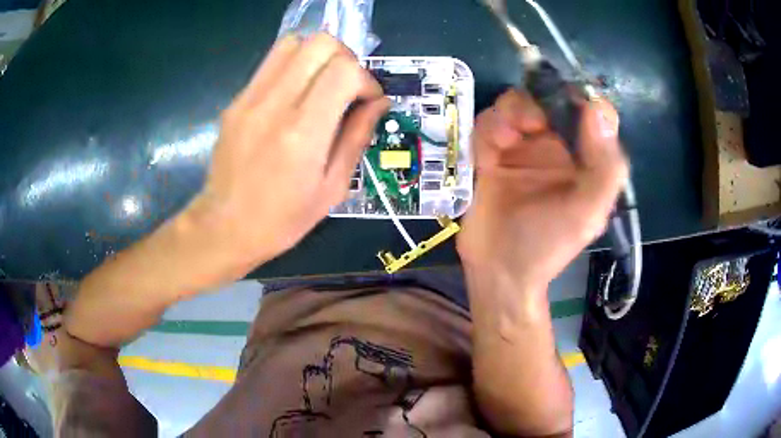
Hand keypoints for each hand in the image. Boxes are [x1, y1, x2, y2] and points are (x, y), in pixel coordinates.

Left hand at [186, 33, 388, 275]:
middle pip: (320, 43)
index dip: (366, 80)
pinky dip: (294, 67)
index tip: (368, 103)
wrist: (224, 226)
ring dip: (317, 57)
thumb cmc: (282, 219)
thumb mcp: (333, 188)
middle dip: (345, 59)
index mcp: (303, 133)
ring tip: (323, 85)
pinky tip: (296, 97)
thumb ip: (358, 137)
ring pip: (293, 43)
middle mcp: (274, 105)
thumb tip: (380, 102)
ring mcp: (249, 98)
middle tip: (347, 88)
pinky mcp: (236, 100)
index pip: (344, 70)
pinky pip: (271, 63)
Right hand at [458, 90, 627, 290]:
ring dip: (509, 114)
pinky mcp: (492, 153)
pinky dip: (488, 128)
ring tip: (505, 140)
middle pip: (547, 98)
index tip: (564, 101)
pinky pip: (488, 123)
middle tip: (530, 124)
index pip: (590, 110)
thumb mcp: (588, 213)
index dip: (579, 96)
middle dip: (536, 101)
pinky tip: (489, 152)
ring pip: (515, 105)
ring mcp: (523, 147)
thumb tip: (598, 109)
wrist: (500, 271)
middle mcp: (556, 146)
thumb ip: (605, 166)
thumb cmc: (549, 245)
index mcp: (585, 157)